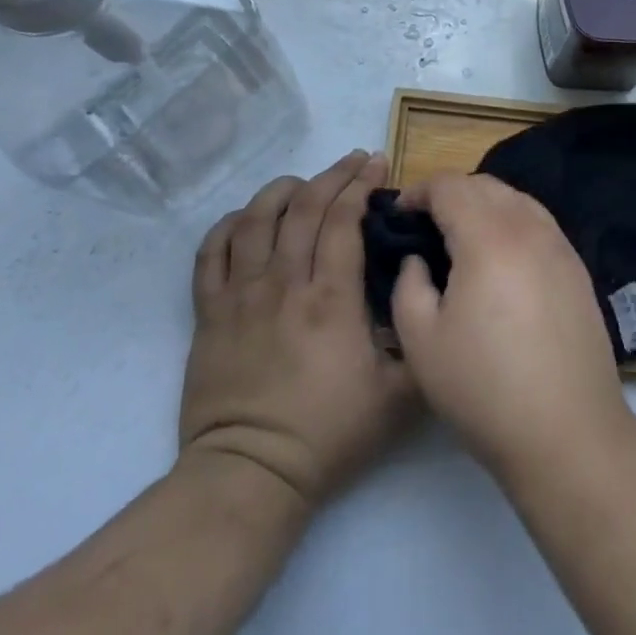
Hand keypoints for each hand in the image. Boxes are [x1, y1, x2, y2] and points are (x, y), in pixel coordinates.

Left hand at [180, 151, 415, 508]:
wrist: (251, 473)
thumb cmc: (328, 434)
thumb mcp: (398, 396)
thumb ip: (419, 342)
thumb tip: (427, 298)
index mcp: (330, 298)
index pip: (342, 220)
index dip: (360, 184)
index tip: (377, 163)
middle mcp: (283, 283)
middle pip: (303, 208)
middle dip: (332, 175)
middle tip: (353, 161)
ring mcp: (240, 295)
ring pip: (255, 220)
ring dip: (280, 190)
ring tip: (302, 182)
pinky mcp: (209, 313)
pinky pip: (211, 253)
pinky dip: (228, 226)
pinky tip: (246, 218)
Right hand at [391, 173, 634, 483]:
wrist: (568, 433)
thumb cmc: (484, 388)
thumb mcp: (421, 341)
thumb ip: (408, 285)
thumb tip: (419, 259)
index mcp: (488, 238)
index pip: (450, 186)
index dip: (418, 192)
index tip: (398, 215)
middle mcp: (529, 229)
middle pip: (485, 185)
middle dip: (450, 194)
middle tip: (425, 226)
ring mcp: (560, 247)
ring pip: (517, 200)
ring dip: (483, 205)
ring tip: (461, 238)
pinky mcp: (578, 269)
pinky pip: (539, 224)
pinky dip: (512, 223)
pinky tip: (500, 259)